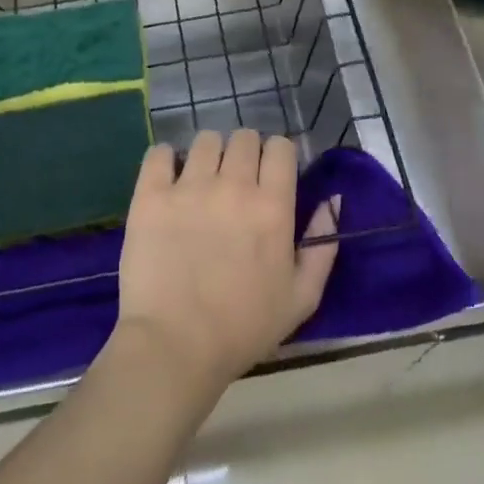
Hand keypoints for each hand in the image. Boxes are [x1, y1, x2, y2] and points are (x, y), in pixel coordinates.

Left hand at [113, 129, 337, 399]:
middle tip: (236, 179)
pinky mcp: (151, 195)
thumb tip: (333, 200)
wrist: (175, 346)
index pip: (280, 147)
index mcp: (272, 206)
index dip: (277, 155)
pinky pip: (159, 153)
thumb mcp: (302, 297)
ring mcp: (188, 187)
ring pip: (205, 140)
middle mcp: (232, 185)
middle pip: (243, 137)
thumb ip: (322, 245)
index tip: (270, 174)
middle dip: (245, 151)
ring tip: (202, 179)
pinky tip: (168, 177)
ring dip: (209, 153)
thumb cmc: (244, 328)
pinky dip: (165, 159)